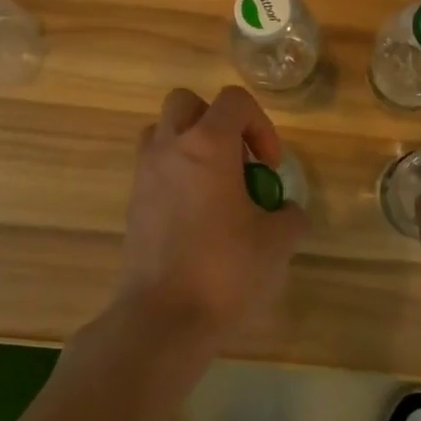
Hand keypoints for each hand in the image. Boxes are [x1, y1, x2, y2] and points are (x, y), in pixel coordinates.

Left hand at [118, 86, 307, 350]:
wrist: (162, 320)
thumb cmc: (225, 270)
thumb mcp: (278, 242)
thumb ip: (289, 215)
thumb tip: (284, 211)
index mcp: (208, 145)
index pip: (234, 100)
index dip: (261, 124)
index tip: (268, 166)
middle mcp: (170, 149)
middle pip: (186, 102)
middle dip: (216, 122)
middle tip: (238, 161)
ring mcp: (145, 175)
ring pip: (163, 132)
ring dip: (191, 145)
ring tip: (215, 184)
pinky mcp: (132, 204)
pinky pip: (154, 168)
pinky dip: (176, 175)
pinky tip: (197, 216)